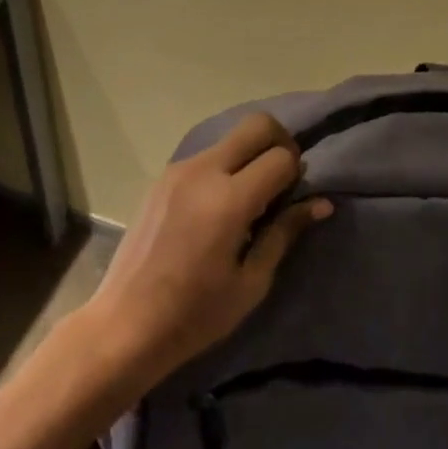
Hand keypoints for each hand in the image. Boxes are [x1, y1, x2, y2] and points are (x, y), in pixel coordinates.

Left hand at [79, 113, 331, 390]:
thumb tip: (321, 203)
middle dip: (280, 143)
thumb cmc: (195, 314)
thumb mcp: (251, 282)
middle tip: (283, 179)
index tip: (294, 198)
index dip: (297, 173)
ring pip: (231, 138)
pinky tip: (218, 208)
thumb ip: (285, 233)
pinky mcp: (163, 176)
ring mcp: (179, 169)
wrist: (126, 324)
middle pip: (257, 125)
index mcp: (229, 199)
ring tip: (249, 201)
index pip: (281, 157)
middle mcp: (204, 170)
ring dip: (250, 155)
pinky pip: (207, 155)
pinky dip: (225, 167)